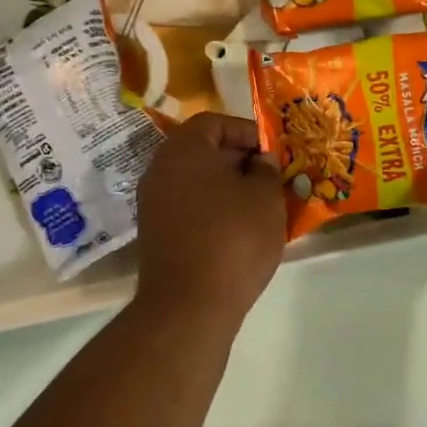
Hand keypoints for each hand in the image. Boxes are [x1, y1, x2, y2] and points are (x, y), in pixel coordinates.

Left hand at [135, 112, 286, 327]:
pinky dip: (211, 209)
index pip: (215, 122)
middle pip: (202, 150)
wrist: (188, 304)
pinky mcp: (155, 232)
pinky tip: (237, 229)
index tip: (273, 152)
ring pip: (196, 181)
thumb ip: (267, 170)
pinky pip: (188, 207)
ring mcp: (152, 202)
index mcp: (184, 148)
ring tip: (259, 205)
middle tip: (270, 178)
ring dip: (226, 187)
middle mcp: (160, 168)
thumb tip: (260, 161)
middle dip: (239, 160)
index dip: (248, 132)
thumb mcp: (265, 198)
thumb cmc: (233, 239)